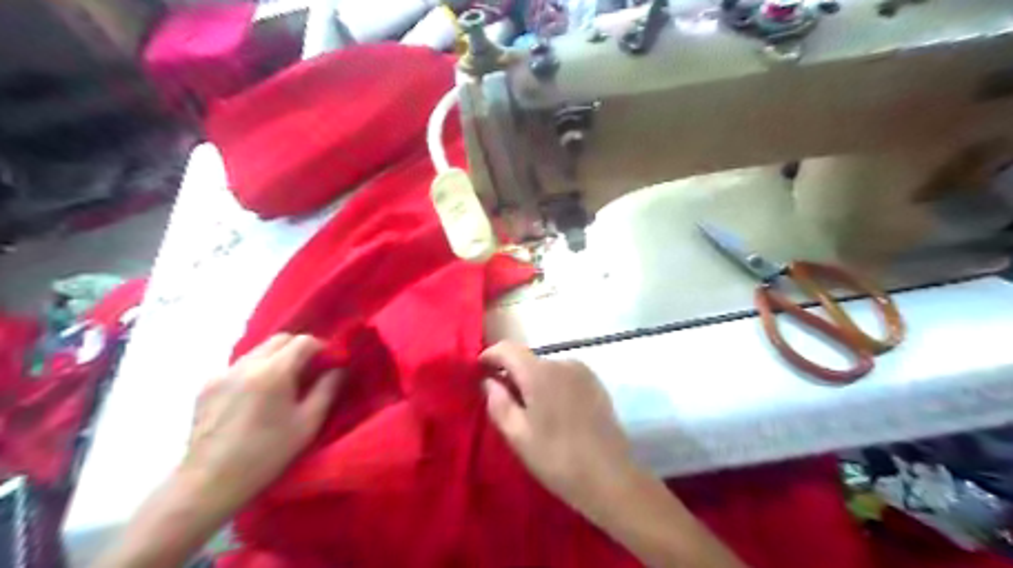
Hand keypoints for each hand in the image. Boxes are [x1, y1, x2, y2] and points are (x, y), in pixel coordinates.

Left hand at [180, 333, 342, 514]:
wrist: (209, 482)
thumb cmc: (267, 453)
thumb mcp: (308, 423)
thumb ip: (327, 389)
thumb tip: (339, 369)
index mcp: (274, 371)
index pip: (304, 341)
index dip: (322, 348)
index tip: (330, 364)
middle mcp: (247, 364)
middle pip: (280, 339)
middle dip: (299, 348)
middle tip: (310, 370)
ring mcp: (223, 373)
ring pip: (258, 350)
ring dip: (277, 358)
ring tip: (284, 383)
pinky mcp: (206, 386)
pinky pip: (239, 366)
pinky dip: (255, 370)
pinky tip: (256, 395)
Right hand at [479, 343, 634, 515]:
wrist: (609, 477)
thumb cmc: (556, 458)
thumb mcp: (517, 435)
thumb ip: (498, 402)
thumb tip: (488, 380)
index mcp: (540, 373)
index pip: (508, 348)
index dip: (490, 355)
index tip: (479, 370)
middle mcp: (562, 363)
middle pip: (528, 360)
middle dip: (513, 375)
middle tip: (506, 403)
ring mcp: (583, 372)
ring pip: (547, 369)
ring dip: (535, 382)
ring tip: (534, 413)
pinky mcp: (597, 383)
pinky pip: (565, 377)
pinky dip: (553, 387)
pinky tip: (556, 414)